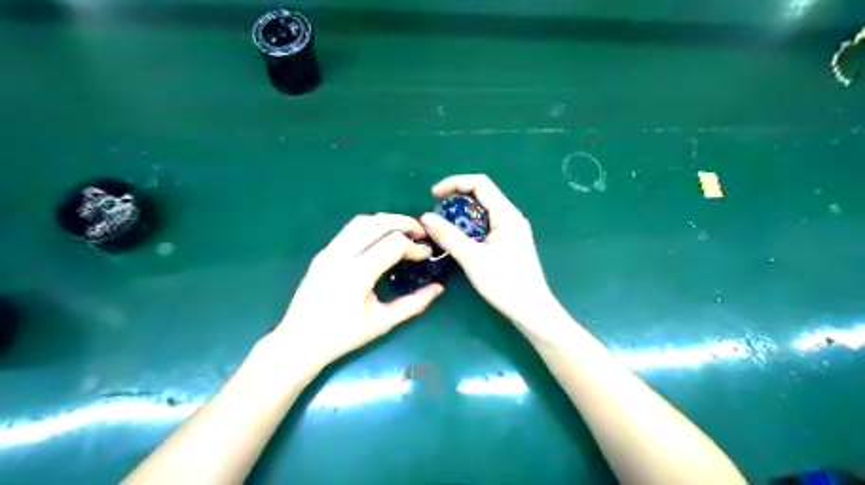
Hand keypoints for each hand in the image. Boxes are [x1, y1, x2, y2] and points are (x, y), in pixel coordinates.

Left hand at [272, 215, 445, 368]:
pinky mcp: (322, 253)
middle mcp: (341, 256)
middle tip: (421, 233)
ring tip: (403, 233)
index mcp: (356, 275)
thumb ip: (414, 304)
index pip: (393, 244)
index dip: (414, 247)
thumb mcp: (383, 322)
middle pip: (378, 222)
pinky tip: (381, 241)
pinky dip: (371, 228)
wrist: (299, 342)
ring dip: (386, 221)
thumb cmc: (343, 336)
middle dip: (404, 222)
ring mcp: (328, 251)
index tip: (426, 255)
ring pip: (362, 220)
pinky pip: (350, 230)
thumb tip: (439, 288)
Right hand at [418, 174, 553, 325]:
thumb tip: (425, 217)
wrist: (531, 309)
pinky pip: (486, 225)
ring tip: (444, 228)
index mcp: (507, 214)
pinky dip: (470, 227)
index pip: (480, 183)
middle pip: (482, 195)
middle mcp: (511, 217)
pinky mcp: (509, 242)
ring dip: (462, 215)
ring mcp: (512, 230)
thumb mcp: (473, 258)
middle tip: (437, 215)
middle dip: (456, 200)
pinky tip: (460, 241)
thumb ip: (449, 236)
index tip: (433, 195)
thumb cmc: (505, 283)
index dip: (455, 183)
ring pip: (483, 212)